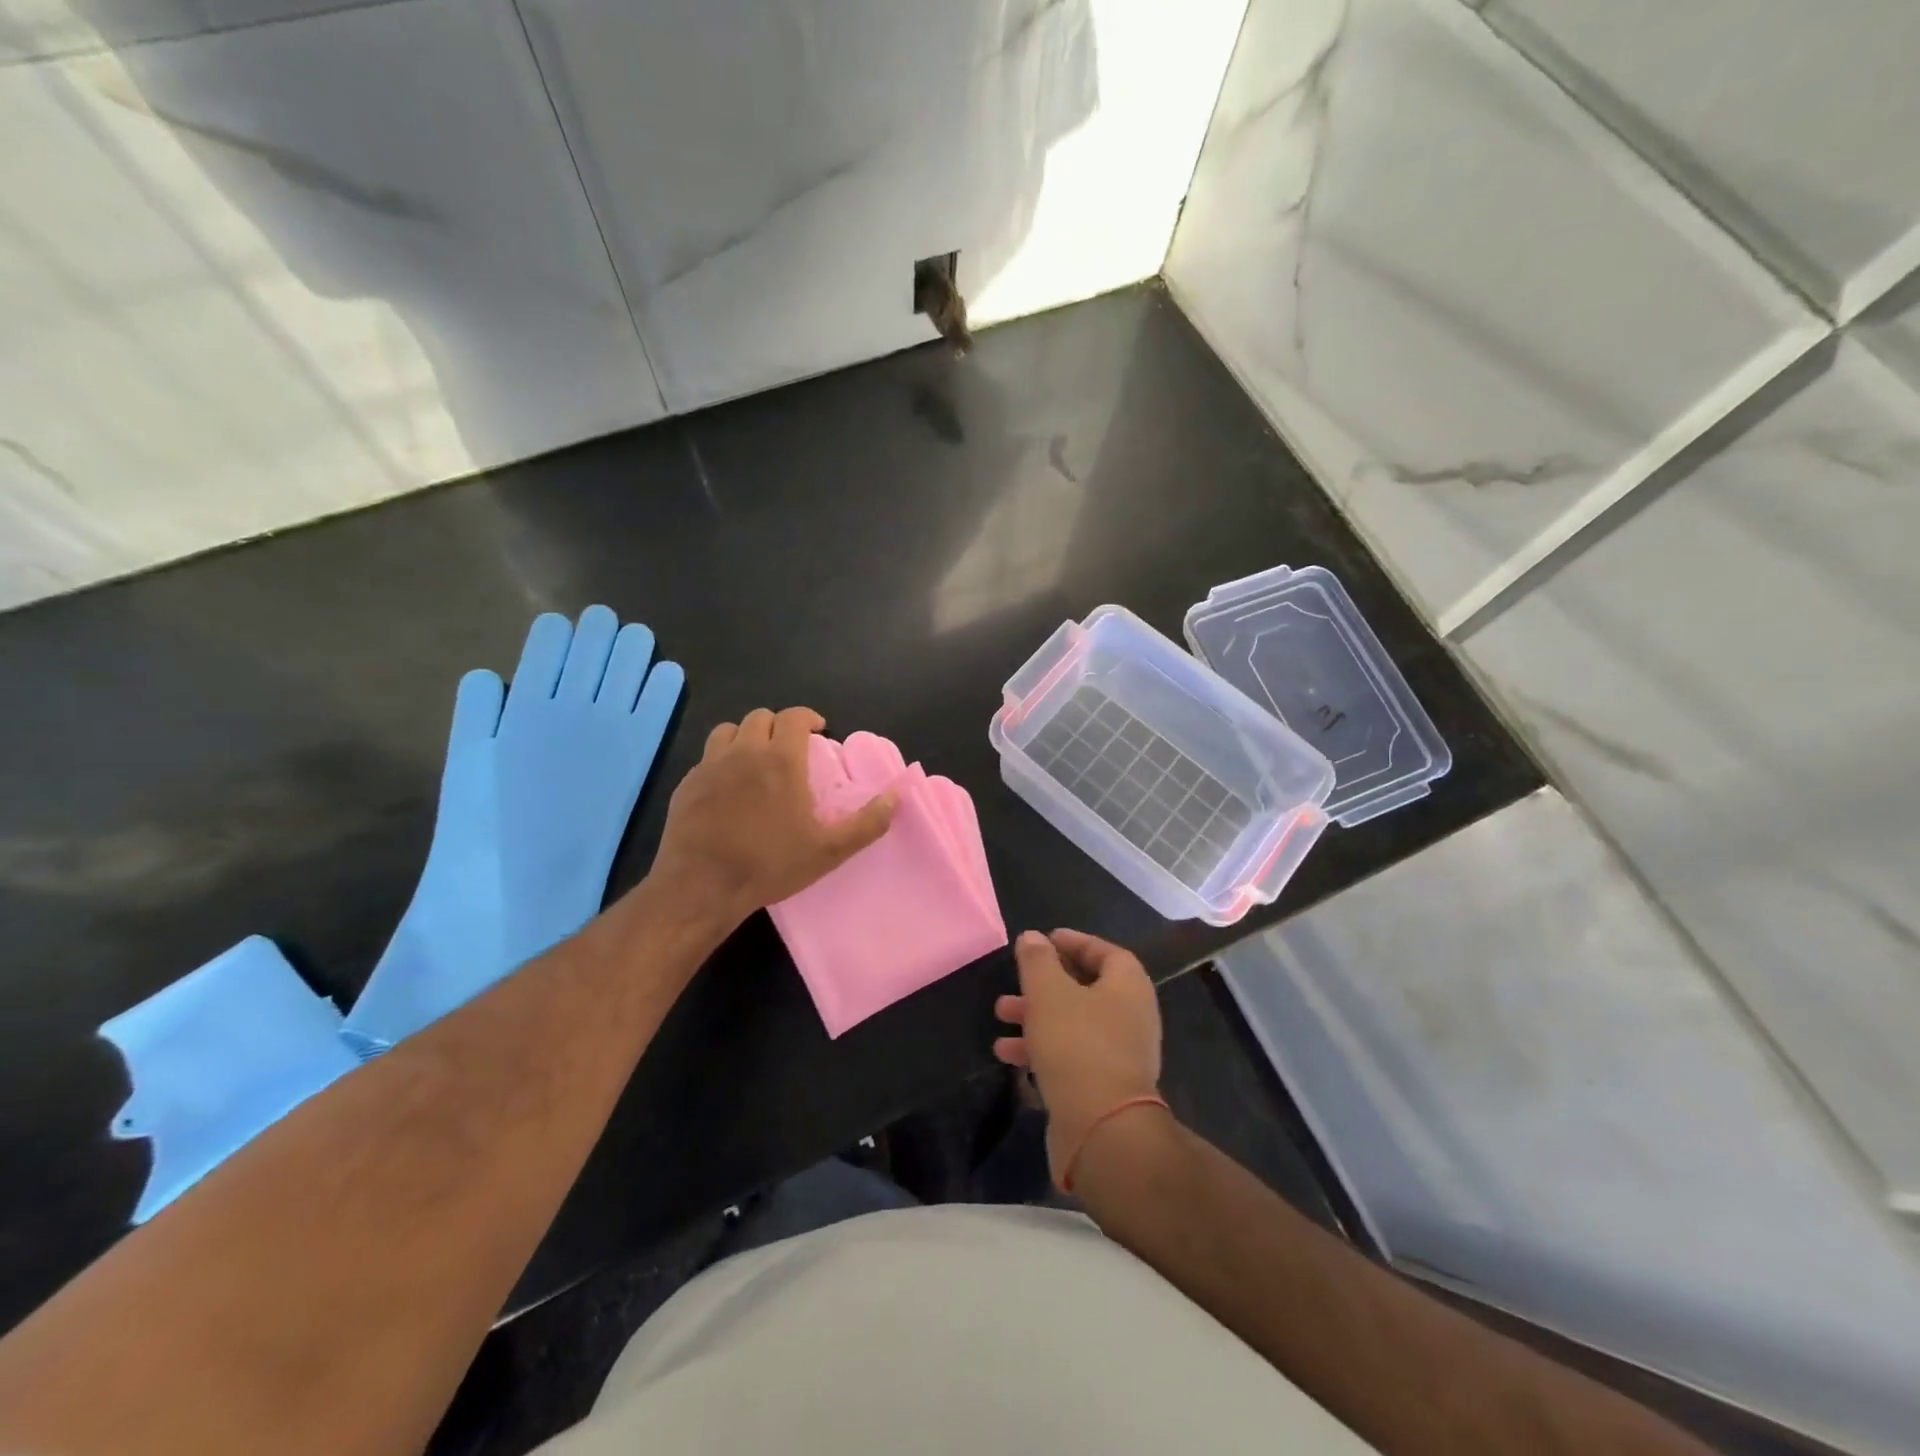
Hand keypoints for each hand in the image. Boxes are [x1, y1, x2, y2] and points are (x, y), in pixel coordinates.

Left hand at [650, 707, 895, 930]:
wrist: (701, 886)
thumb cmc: (770, 864)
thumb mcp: (829, 850)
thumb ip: (867, 822)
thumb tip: (896, 796)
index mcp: (781, 759)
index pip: (794, 716)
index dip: (808, 717)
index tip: (817, 730)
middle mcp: (744, 752)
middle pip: (760, 718)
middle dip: (779, 726)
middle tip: (790, 748)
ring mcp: (710, 765)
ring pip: (729, 730)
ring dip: (747, 736)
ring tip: (756, 759)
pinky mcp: (687, 784)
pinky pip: (707, 757)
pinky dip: (722, 760)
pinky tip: (728, 787)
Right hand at [994, 929, 1163, 1186]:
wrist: (1102, 1129)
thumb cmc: (1077, 1045)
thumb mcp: (1049, 992)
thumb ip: (1038, 960)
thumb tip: (1033, 937)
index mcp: (1128, 986)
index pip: (1105, 952)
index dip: (1075, 942)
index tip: (1045, 940)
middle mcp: (1131, 1016)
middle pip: (1086, 988)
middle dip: (1045, 984)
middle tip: (1015, 981)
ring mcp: (1121, 1054)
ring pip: (1074, 1023)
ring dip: (1036, 1017)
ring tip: (1001, 1017)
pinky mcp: (1105, 1087)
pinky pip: (1072, 1056)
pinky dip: (1042, 1049)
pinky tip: (1009, 1055)